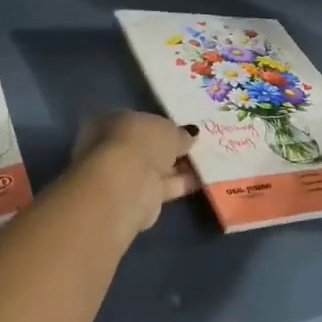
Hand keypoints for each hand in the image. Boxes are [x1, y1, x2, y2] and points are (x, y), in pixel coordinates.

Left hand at [72, 111, 198, 232]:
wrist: (127, 186)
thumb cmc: (141, 143)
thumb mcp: (167, 129)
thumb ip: (179, 133)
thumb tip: (190, 134)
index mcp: (114, 123)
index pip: (141, 122)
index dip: (162, 125)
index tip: (184, 128)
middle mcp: (117, 148)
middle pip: (149, 146)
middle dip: (172, 147)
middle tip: (199, 144)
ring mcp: (128, 175)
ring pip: (158, 168)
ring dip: (180, 166)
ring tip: (207, 160)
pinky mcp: (141, 199)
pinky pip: (166, 186)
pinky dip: (183, 183)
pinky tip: (204, 177)